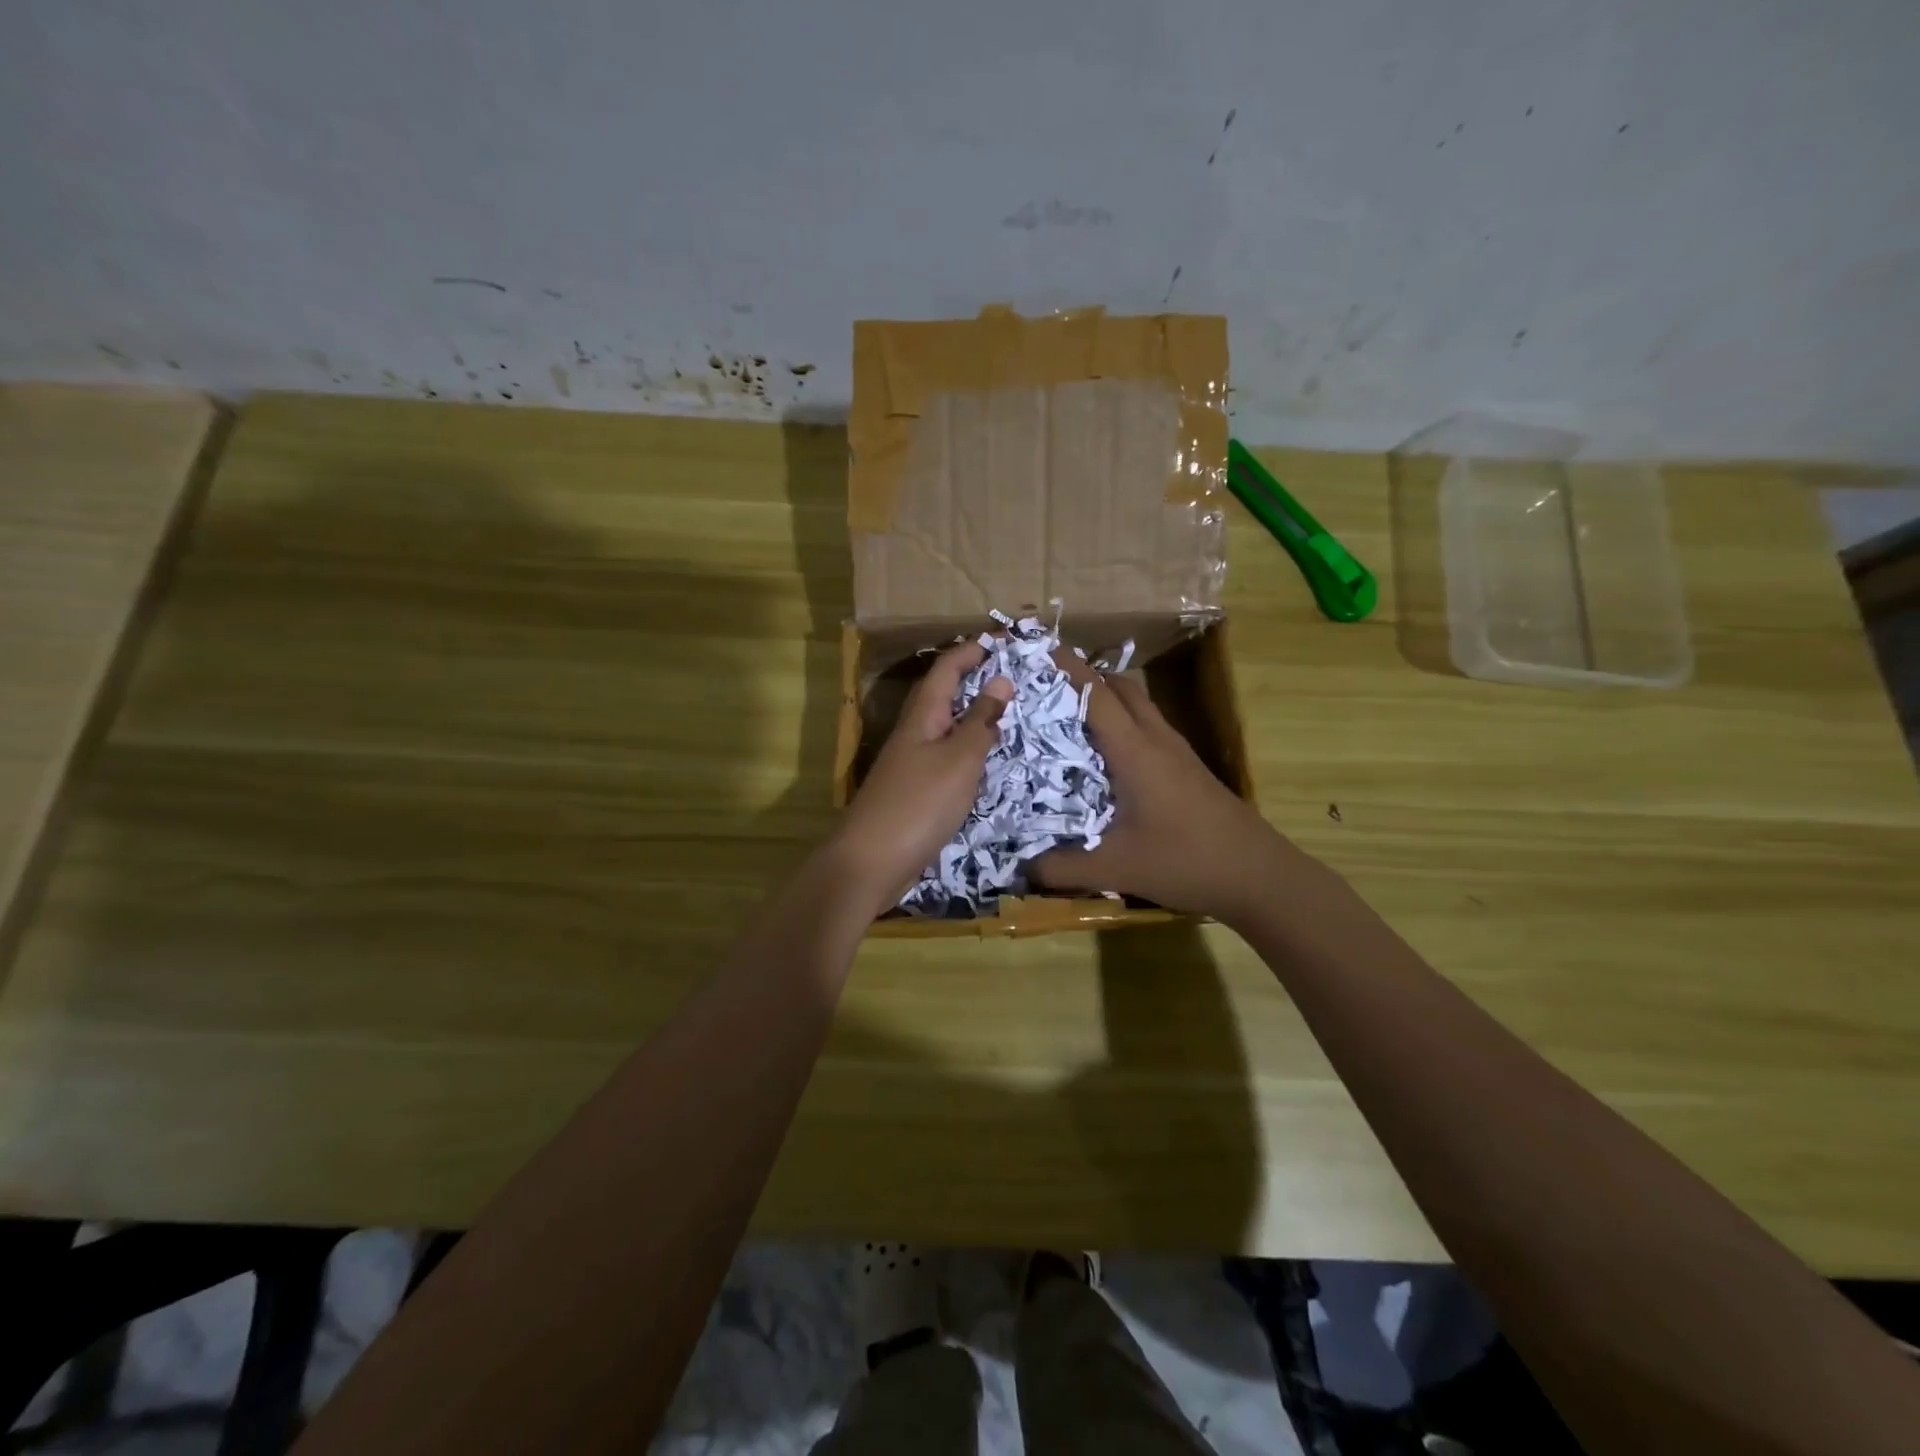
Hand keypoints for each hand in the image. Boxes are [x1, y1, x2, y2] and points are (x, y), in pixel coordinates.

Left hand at [827, 641, 1011, 919]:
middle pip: (942, 694)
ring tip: (1005, 712)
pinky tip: (983, 761)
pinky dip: (966, 748)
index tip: (1002, 641)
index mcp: (922, 716)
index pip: (946, 670)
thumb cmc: (919, 803)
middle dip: (972, 678)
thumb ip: (980, 722)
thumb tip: (1000, 681)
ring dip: (971, 714)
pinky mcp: (913, 790)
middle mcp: (913, 732)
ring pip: (944, 726)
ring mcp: (910, 763)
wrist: (871, 860)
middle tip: (1010, 675)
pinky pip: (945, 756)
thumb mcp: (959, 760)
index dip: (971, 651)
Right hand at [1031, 653, 1283, 923]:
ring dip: (1109, 698)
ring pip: (1140, 706)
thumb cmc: (1185, 861)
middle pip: (1123, 688)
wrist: (1258, 875)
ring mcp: (1178, 752)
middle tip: (1049, 684)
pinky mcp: (1189, 769)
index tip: (1040, 649)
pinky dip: (1125, 723)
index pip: (1097, 695)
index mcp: (1135, 751)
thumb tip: (1021, 870)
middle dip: (1087, 676)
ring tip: (1071, 713)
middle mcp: (1157, 740)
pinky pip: (1150, 728)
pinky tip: (1109, 754)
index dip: (1069, 669)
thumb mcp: (1116, 868)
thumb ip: (1062, 869)